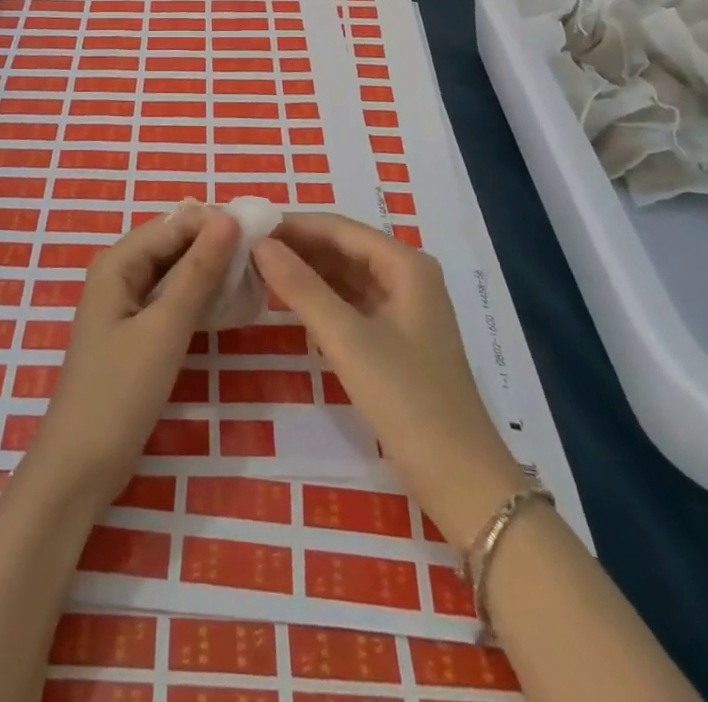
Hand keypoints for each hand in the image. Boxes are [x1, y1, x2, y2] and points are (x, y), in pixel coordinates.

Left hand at [26, 204, 237, 502]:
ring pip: (174, 271)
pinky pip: (170, 298)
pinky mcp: (134, 331)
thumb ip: (198, 271)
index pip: (175, 223)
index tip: (262, 234)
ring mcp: (125, 303)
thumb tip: (229, 218)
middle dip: (214, 246)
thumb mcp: (166, 328)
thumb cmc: (121, 392)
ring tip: (254, 279)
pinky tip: (228, 306)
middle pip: (174, 243)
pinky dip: (197, 297)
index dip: (216, 223)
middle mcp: (119, 272)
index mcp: (118, 262)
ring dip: (209, 271)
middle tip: (263, 259)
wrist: (81, 468)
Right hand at [253, 212, 526, 545]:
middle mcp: (408, 276)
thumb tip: (260, 244)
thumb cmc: (407, 400)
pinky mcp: (397, 338)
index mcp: (405, 265)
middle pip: (344, 247)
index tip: (248, 226)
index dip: (294, 225)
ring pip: (346, 275)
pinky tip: (290, 302)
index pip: (339, 228)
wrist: (462, 483)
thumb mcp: (347, 340)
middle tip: (245, 249)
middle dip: (298, 247)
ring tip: (258, 270)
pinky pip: (352, 302)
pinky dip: (321, 298)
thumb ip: (301, 287)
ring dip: (307, 272)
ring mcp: (405, 308)